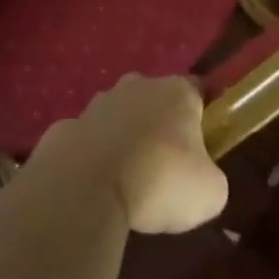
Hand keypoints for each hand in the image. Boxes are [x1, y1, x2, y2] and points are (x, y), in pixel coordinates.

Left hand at [29, 75, 229, 234]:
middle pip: (156, 100)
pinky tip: (97, 185)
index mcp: (176, 92)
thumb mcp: (210, 193)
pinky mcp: (68, 125)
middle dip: (161, 126)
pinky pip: (90, 139)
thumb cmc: (160, 180)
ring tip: (129, 181)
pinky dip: (95, 157)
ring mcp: (98, 102)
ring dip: (126, 139)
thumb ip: (210, 177)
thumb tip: (201, 179)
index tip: (206, 144)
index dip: (204, 116)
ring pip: (120, 116)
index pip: (198, 91)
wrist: (87, 186)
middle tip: (167, 167)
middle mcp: (137, 85)